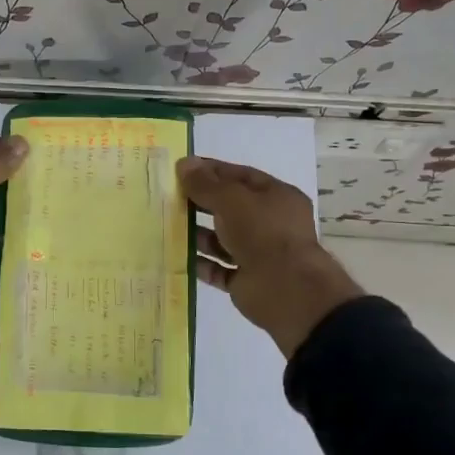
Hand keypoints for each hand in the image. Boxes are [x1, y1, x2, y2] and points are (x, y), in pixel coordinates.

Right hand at [177, 155, 364, 358]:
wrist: (287, 290)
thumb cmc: (264, 233)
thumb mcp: (232, 200)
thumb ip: (206, 184)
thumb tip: (184, 164)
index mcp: (276, 197)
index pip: (240, 176)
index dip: (212, 171)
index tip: (181, 169)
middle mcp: (269, 224)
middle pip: (230, 208)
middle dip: (201, 203)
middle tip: (169, 198)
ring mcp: (258, 253)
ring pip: (222, 240)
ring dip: (198, 234)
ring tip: (168, 228)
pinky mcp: (246, 281)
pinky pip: (218, 269)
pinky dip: (201, 264)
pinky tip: (178, 257)